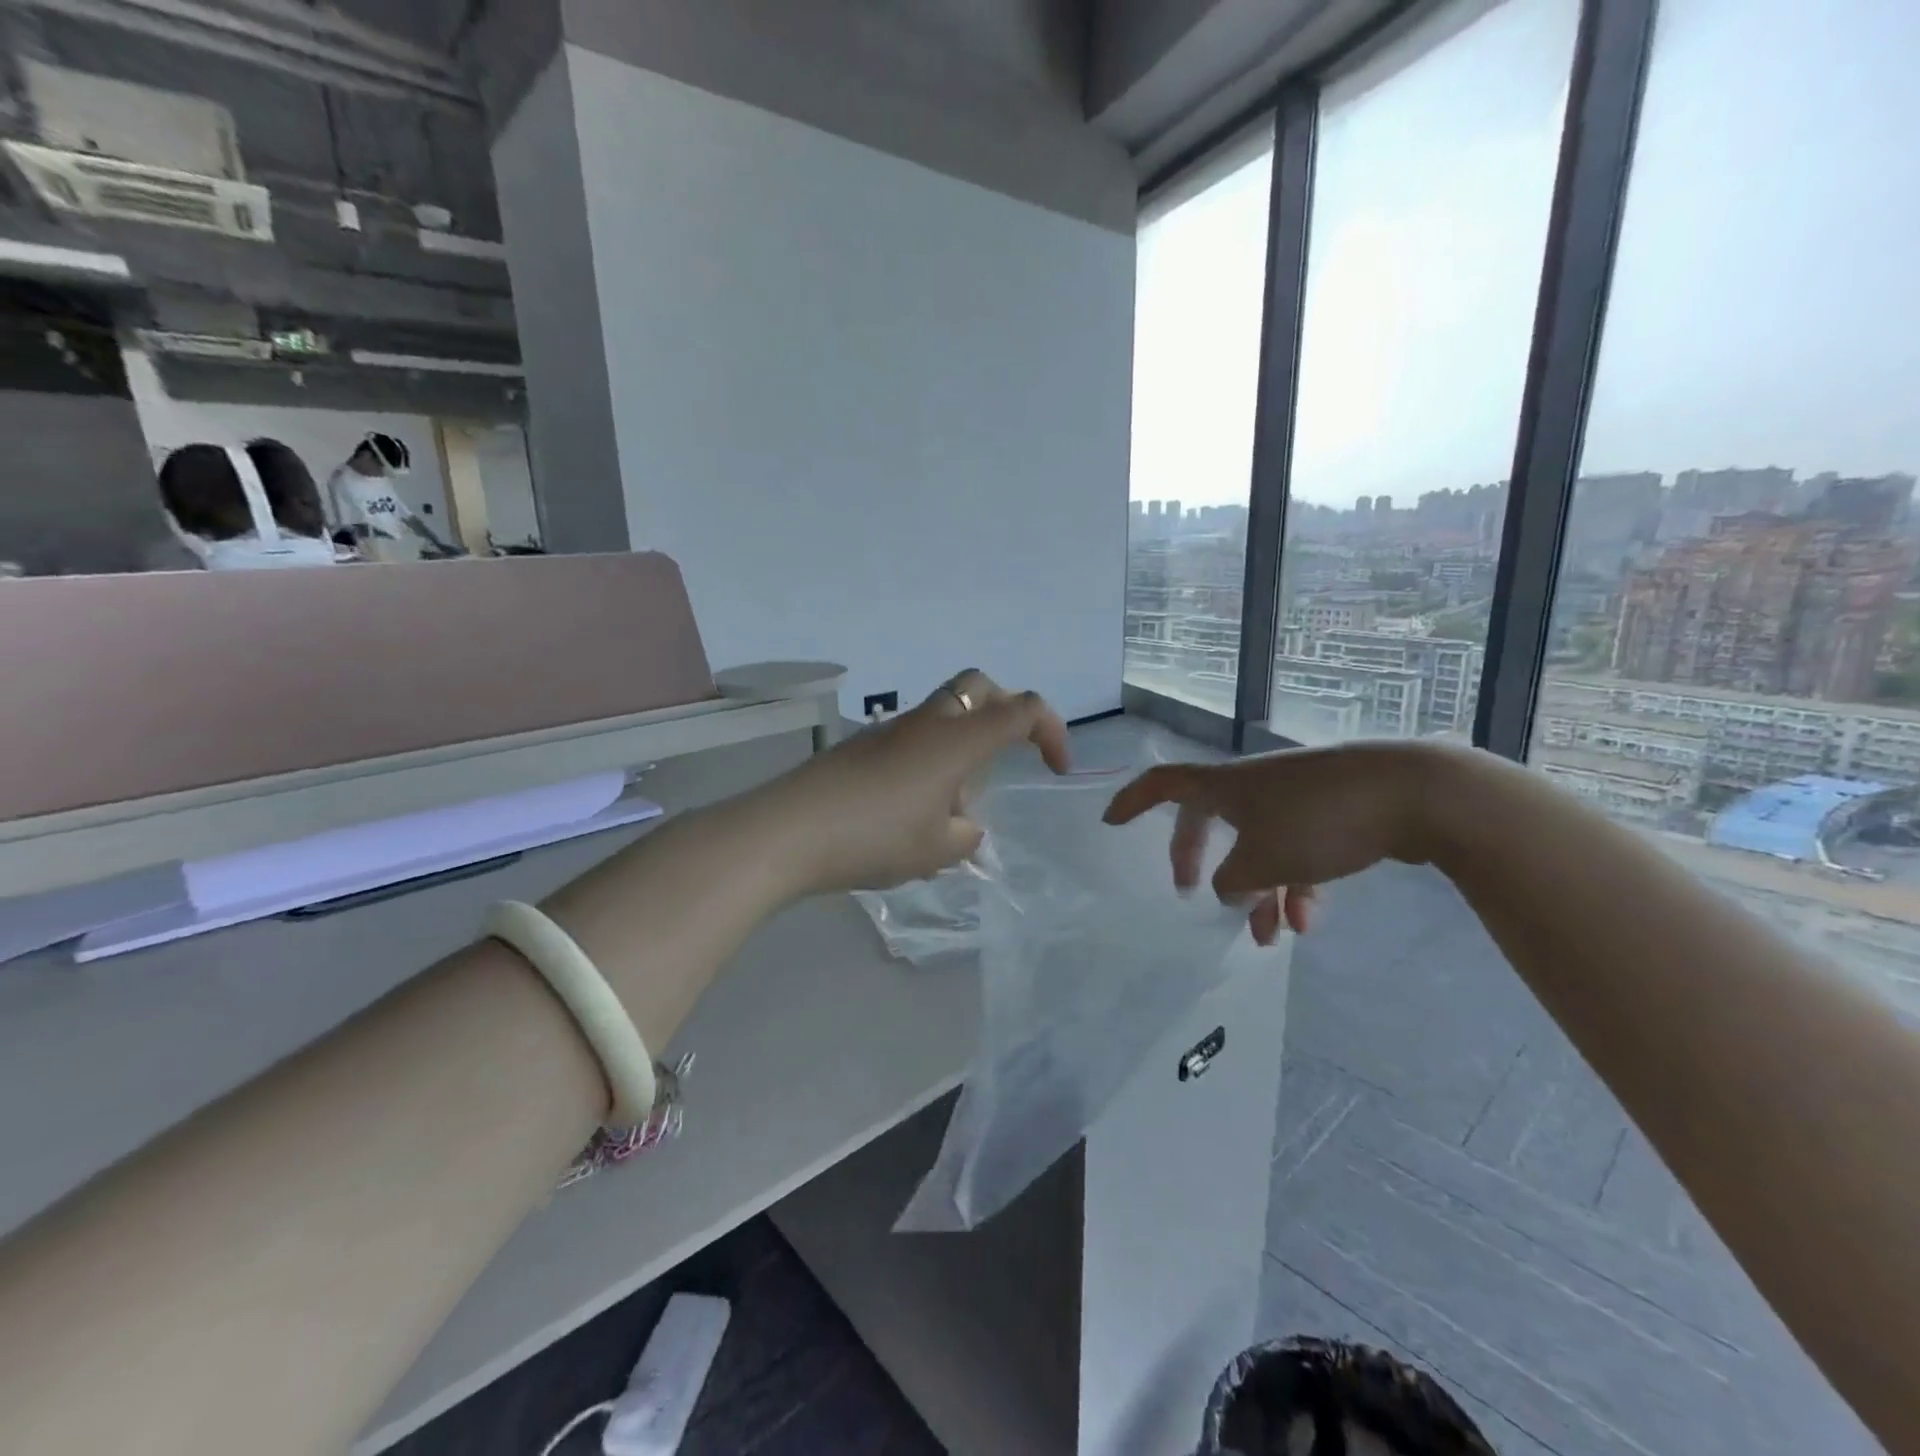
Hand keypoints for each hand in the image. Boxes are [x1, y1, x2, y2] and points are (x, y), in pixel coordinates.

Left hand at [762, 670, 1070, 895]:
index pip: (1022, 709)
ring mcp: (888, 731)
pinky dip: (928, 761)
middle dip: (1006, 711)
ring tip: (951, 809)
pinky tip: (910, 813)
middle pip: (978, 687)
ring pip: (942, 714)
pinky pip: (911, 740)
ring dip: (961, 746)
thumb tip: (963, 824)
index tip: (1055, 769)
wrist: (788, 831)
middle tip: (1010, 753)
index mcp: (957, 739)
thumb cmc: (875, 837)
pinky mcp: (860, 747)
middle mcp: (926, 722)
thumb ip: (966, 835)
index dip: (1052, 731)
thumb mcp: (938, 850)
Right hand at [1102, 740, 1444, 944]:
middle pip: (1208, 821)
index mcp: (1224, 787)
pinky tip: (1308, 922)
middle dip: (1198, 859)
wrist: (1411, 793)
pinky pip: (1296, 849)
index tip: (1110, 823)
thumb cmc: (1318, 821)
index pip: (1162, 785)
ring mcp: (1292, 797)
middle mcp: (1252, 786)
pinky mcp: (1329, 811)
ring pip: (1258, 846)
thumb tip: (1227, 891)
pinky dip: (1296, 884)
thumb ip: (1232, 883)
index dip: (1132, 802)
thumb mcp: (1262, 861)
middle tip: (1191, 892)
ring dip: (1259, 891)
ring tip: (1270, 938)